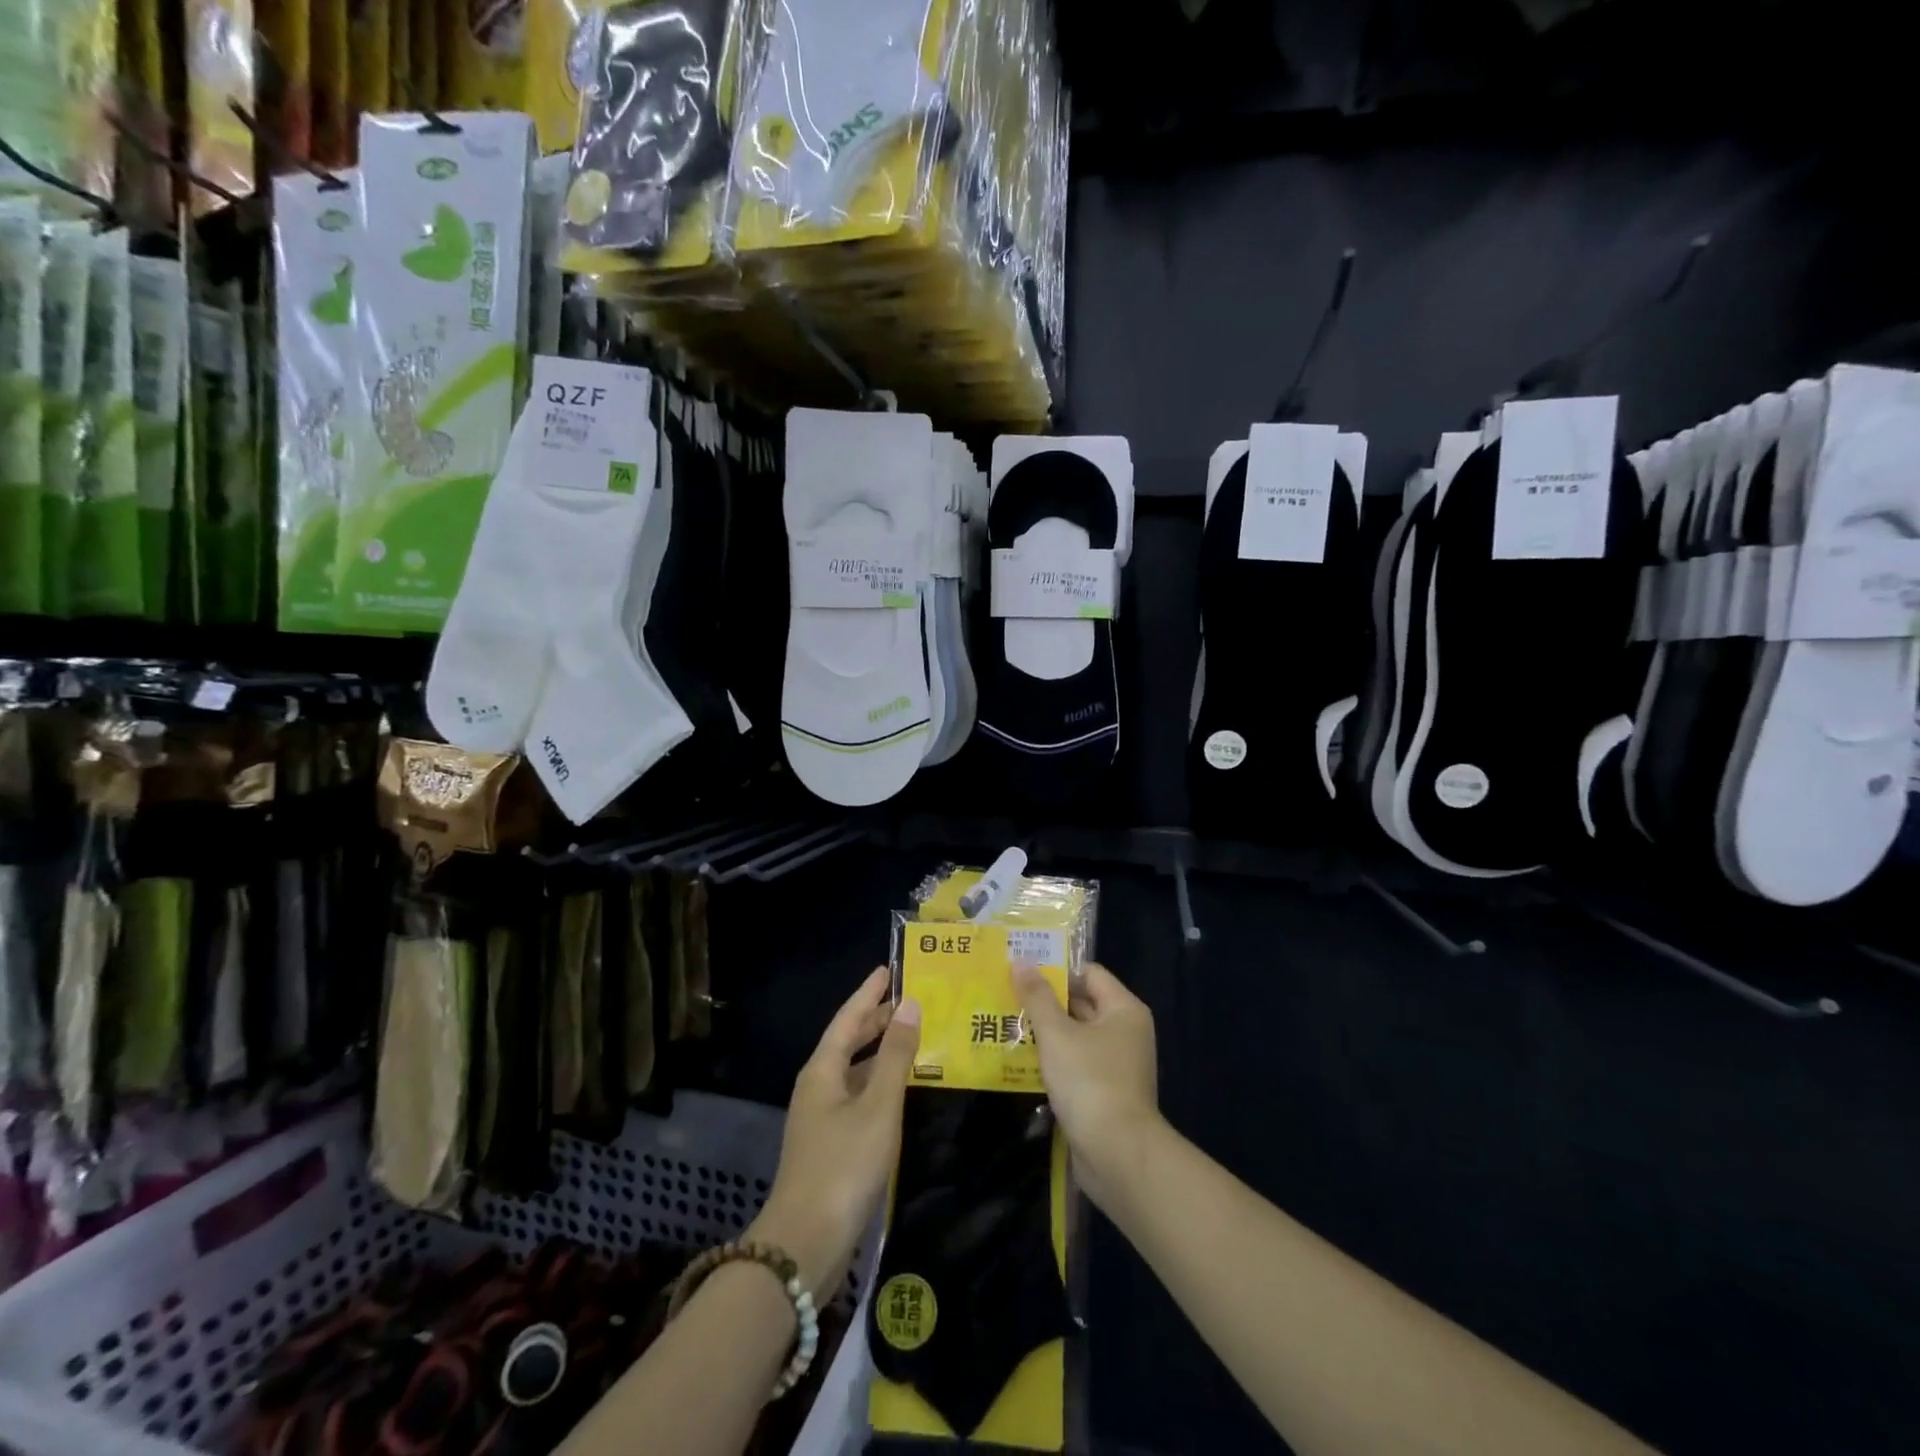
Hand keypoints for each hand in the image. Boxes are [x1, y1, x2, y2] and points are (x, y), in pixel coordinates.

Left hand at [751, 967, 919, 1302]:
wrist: (804, 1245)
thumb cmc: (844, 1165)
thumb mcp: (878, 1106)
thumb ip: (895, 1056)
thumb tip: (910, 1005)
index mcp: (823, 1070)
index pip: (848, 1018)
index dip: (868, 993)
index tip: (887, 969)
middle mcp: (818, 1087)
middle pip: (848, 1042)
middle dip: (875, 1019)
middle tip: (907, 1000)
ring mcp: (821, 1118)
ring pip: (854, 1071)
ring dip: (880, 1053)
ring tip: (912, 1038)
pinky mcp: (830, 1145)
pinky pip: (858, 1097)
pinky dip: (879, 1083)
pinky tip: (901, 1090)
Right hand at [1013, 961, 1160, 1208]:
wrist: (1118, 1155)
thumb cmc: (1090, 1082)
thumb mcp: (1057, 1034)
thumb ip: (1037, 997)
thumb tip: (1021, 961)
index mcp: (1123, 1009)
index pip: (1088, 973)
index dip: (1056, 970)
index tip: (1021, 972)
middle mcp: (1125, 1031)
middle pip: (1082, 1003)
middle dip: (1045, 1001)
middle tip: (1006, 996)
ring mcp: (1117, 1063)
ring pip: (1076, 1035)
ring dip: (1045, 1032)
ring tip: (1005, 1024)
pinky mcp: (1105, 1091)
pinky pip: (1076, 1063)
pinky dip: (1053, 1060)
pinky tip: (1021, 1060)